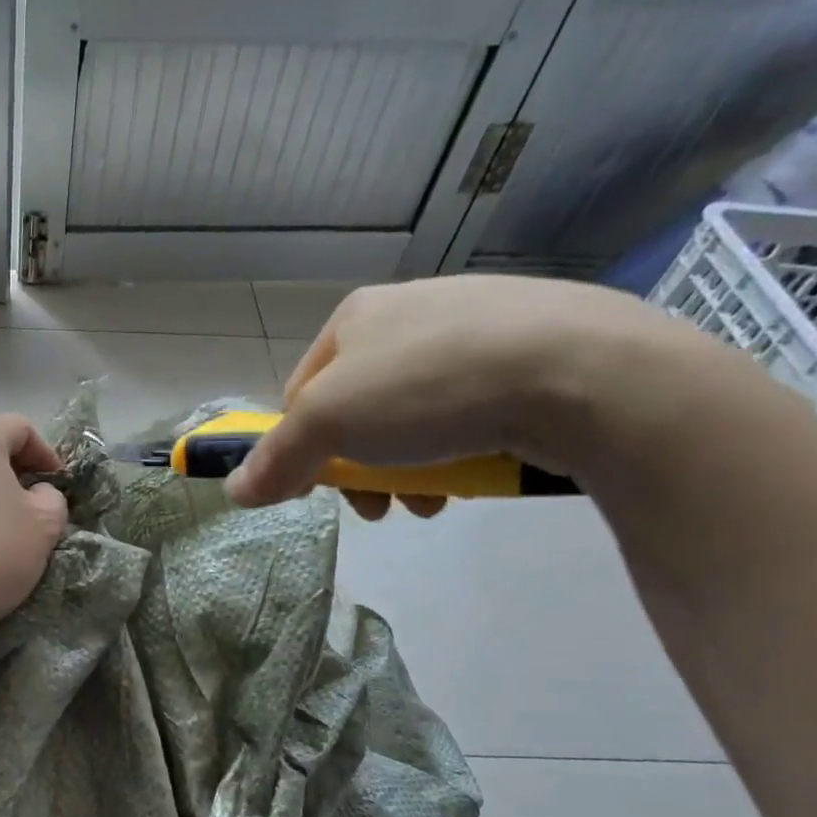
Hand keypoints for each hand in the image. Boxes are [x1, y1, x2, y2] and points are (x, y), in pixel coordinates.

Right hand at [225, 275, 692, 513]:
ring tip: (433, 499)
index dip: (302, 447)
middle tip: (380, 507)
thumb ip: (276, 459)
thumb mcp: (329, 426)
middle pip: (360, 407)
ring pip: (416, 413)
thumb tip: (234, 492)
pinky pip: (474, 406)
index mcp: (356, 316)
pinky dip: (464, 446)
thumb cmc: (428, 388)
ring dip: (410, 466)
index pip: (301, 392)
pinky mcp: (536, 349)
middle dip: (362, 466)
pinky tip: (479, 469)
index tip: (324, 489)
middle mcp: (412, 309)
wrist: (583, 370)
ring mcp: (479, 324)